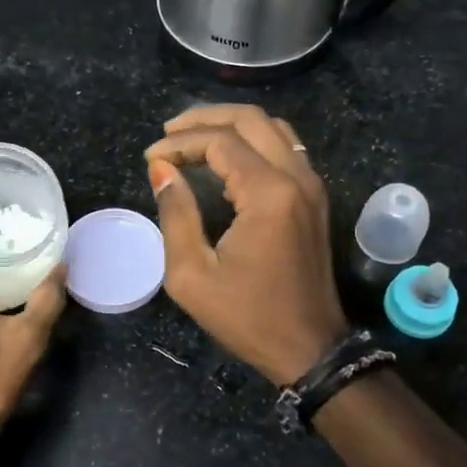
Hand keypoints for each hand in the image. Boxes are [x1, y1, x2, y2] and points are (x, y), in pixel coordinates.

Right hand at [145, 105, 349, 384]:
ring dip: (232, 125)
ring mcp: (312, 185)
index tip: (151, 158)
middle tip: (169, 132)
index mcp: (269, 193)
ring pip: (273, 128)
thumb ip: (176, 213)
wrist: (310, 349)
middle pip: (251, 119)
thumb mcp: (192, 274)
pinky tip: (226, 161)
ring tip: (193, 139)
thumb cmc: (247, 317)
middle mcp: (297, 177)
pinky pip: (286, 149)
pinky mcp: (315, 198)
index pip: (220, 141)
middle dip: (205, 118)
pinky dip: (253, 142)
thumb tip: (161, 168)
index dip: (180, 142)